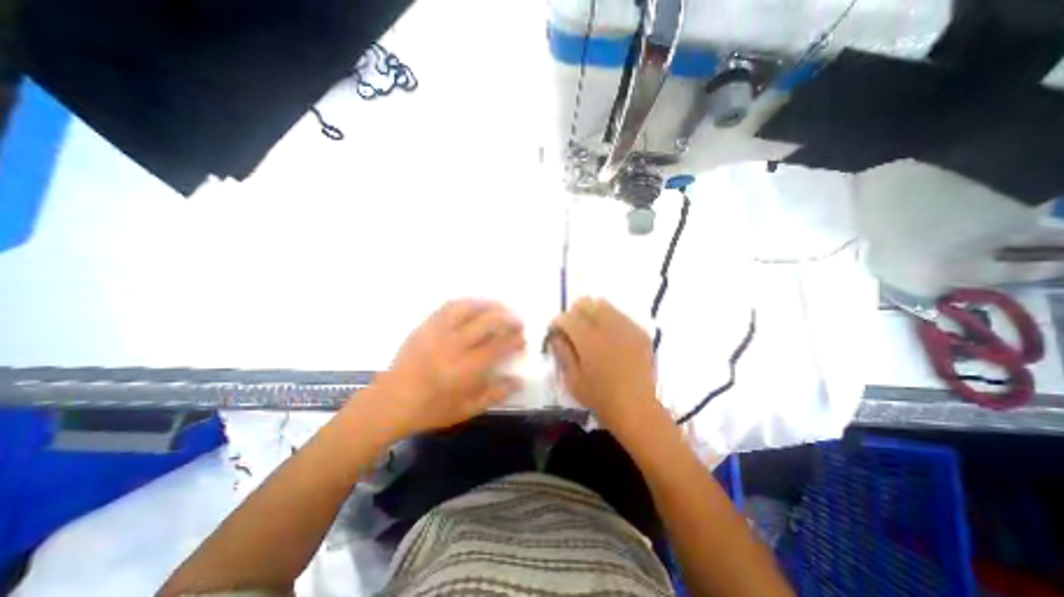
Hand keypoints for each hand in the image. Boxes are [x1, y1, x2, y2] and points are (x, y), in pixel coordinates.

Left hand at [367, 299, 527, 437]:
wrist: (389, 403)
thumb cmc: (430, 410)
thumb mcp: (466, 409)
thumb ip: (495, 394)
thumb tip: (519, 380)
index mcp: (465, 369)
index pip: (498, 346)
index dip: (514, 339)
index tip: (522, 339)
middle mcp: (453, 345)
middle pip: (487, 322)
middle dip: (507, 319)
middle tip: (517, 321)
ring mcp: (436, 332)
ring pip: (468, 308)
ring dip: (489, 305)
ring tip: (500, 308)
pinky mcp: (424, 326)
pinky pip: (448, 307)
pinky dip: (466, 303)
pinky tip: (475, 305)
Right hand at [553, 301, 663, 431]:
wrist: (637, 408)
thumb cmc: (600, 398)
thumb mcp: (572, 379)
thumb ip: (562, 352)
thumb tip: (556, 335)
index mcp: (588, 340)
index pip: (567, 317)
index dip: (557, 322)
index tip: (556, 331)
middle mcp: (608, 327)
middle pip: (586, 303)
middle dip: (574, 312)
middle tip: (572, 329)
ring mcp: (627, 327)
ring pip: (604, 304)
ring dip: (592, 313)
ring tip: (591, 331)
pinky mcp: (640, 332)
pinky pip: (621, 315)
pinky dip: (610, 320)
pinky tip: (610, 337)